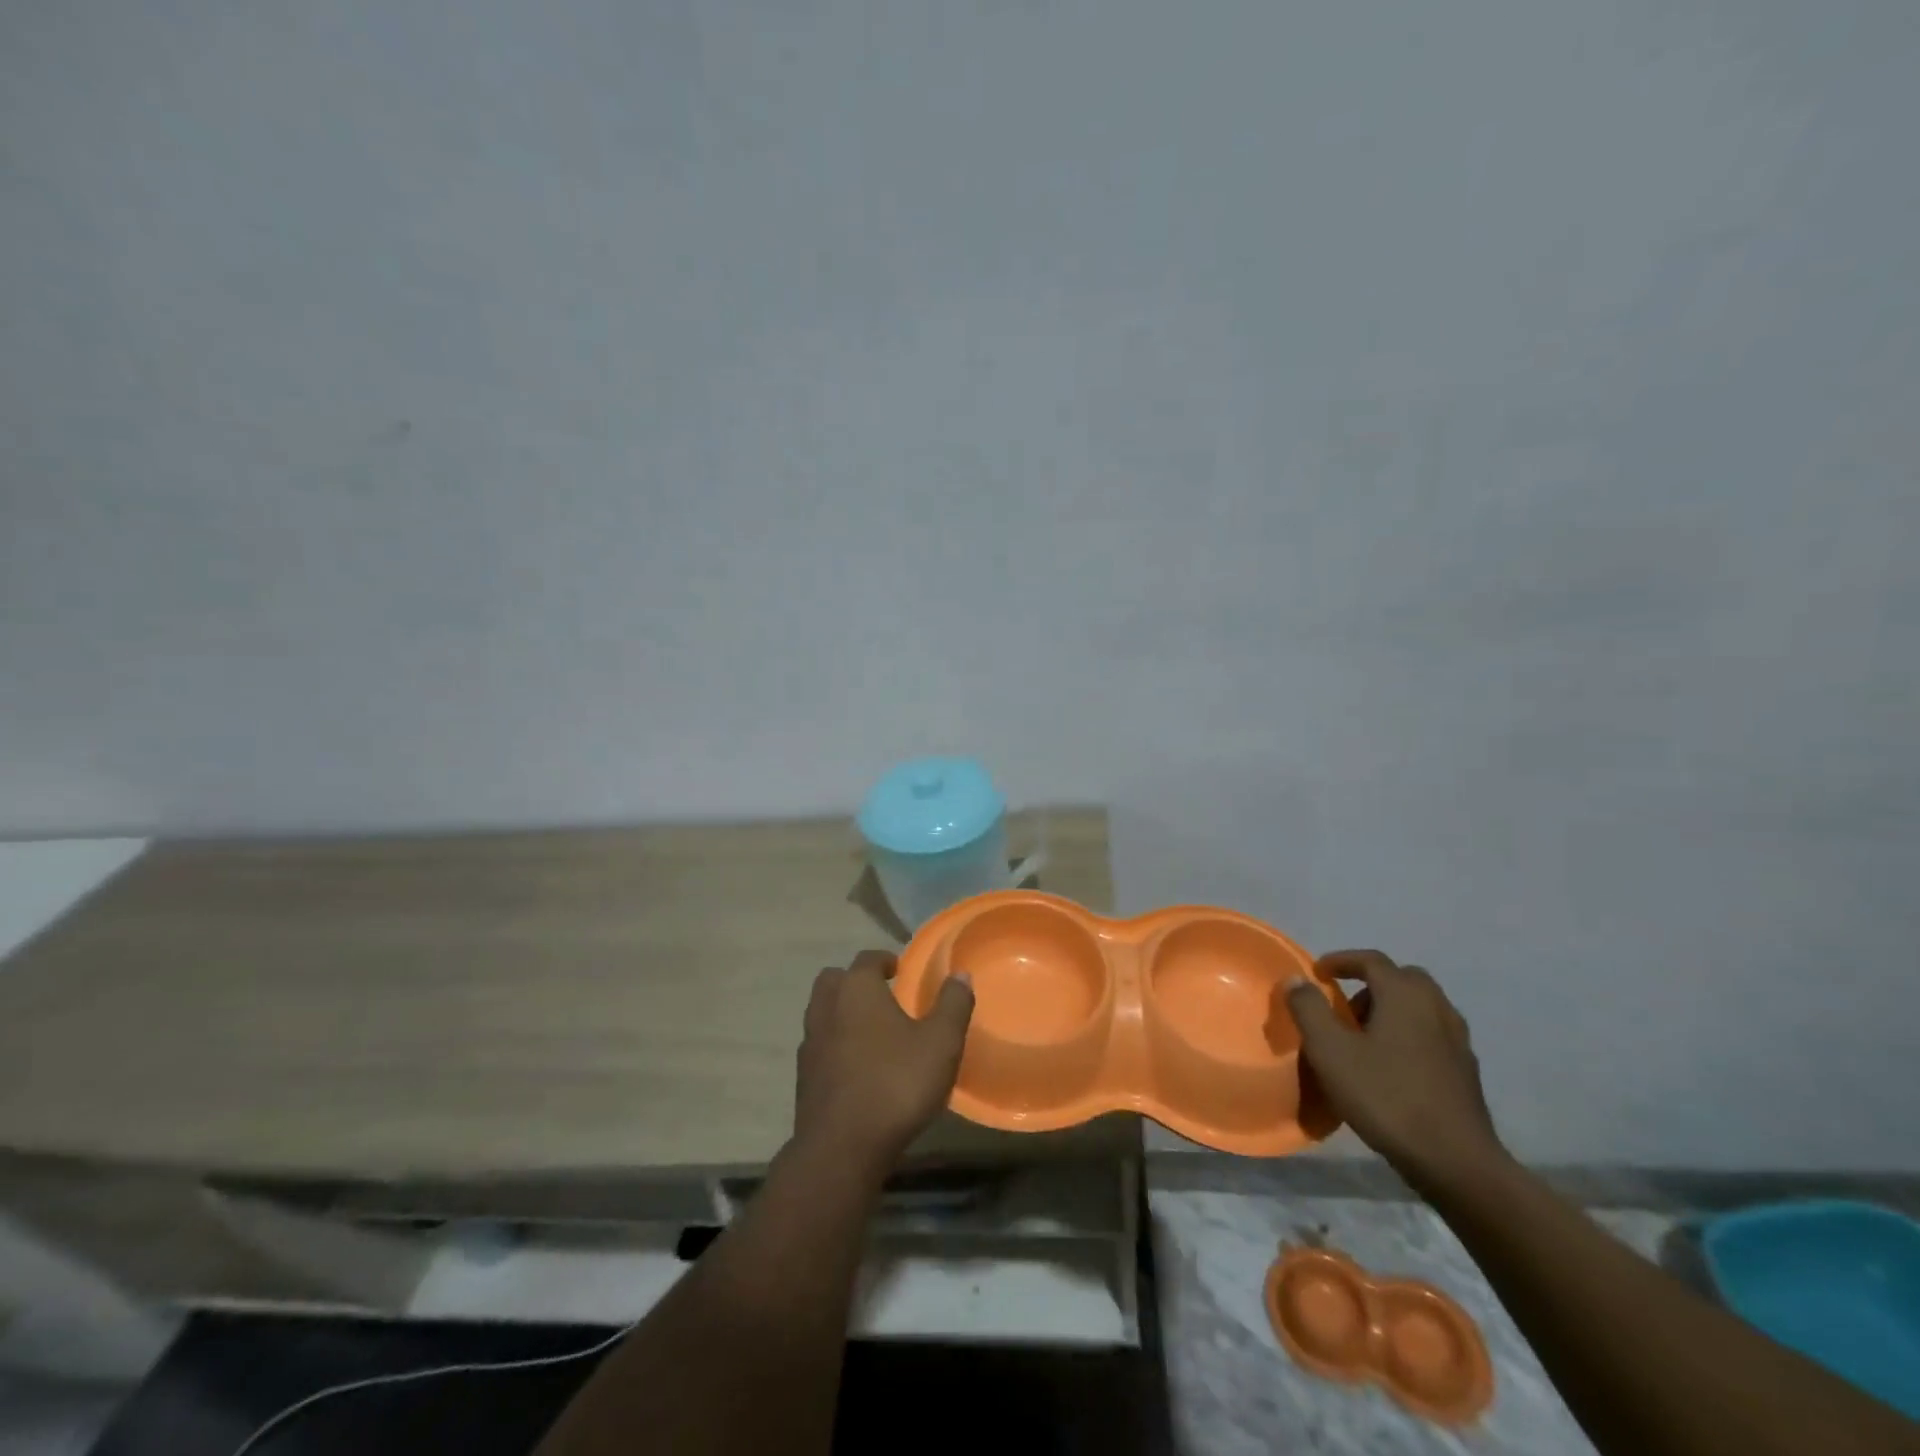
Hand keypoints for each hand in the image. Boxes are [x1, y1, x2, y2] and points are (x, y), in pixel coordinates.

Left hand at [793, 950, 974, 1177]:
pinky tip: (857, 1067)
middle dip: (854, 981)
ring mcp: (810, 1043)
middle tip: (881, 995)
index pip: (867, 959)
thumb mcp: (941, 1043)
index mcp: (857, 989)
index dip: (884, 960)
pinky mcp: (803, 1077)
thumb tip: (960, 974)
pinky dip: (835, 1045)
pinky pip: (819, 1046)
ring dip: (842, 1013)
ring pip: (822, 1012)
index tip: (900, 970)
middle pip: (834, 980)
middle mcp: (826, 1007)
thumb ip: (953, 1004)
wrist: (842, 1148)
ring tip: (871, 1031)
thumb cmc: (896, 1084)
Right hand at [1286, 950, 1503, 1188]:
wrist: (1456, 1162)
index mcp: (1405, 995)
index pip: (1372, 960)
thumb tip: (1297, 980)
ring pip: (1421, 1007)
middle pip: (1402, 979)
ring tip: (1364, 1037)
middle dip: (1371, 983)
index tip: (1318, 972)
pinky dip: (1409, 1034)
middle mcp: (1437, 1007)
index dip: (1341, 961)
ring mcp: (1457, 1040)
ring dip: (1391, 1009)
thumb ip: (1309, 1009)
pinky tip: (1392, 1065)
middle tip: (1344, 1005)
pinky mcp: (1466, 1071)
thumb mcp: (1330, 1051)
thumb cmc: (1386, 1097)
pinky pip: (1432, 1034)